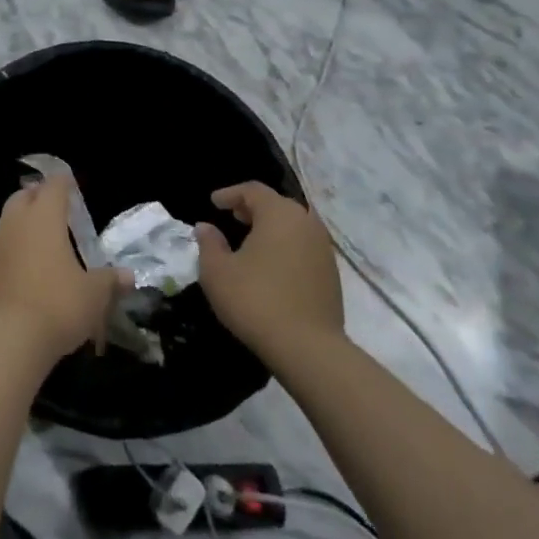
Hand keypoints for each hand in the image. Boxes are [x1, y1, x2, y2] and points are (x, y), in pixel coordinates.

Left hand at [0, 174, 126, 365]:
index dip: (63, 183)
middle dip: (37, 197)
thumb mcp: (94, 295)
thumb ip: (110, 281)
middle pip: (23, 197)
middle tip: (54, 208)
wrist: (7, 339)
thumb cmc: (57, 306)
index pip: (53, 186)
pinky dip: (11, 250)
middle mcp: (15, 223)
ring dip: (21, 223)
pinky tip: (23, 269)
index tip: (71, 185)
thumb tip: (128, 276)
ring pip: (6, 221)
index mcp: (44, 218)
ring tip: (40, 239)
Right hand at [194, 182, 344, 355]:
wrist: (308, 348)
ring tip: (250, 241)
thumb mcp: (217, 271)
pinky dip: (286, 245)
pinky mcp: (332, 274)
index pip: (253, 190)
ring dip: (271, 227)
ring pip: (294, 225)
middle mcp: (306, 223)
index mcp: (279, 214)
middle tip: (233, 217)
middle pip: (277, 204)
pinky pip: (304, 246)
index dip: (230, 193)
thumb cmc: (256, 300)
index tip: (213, 203)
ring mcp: (323, 249)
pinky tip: (271, 265)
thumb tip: (206, 227)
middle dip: (253, 208)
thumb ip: (209, 243)